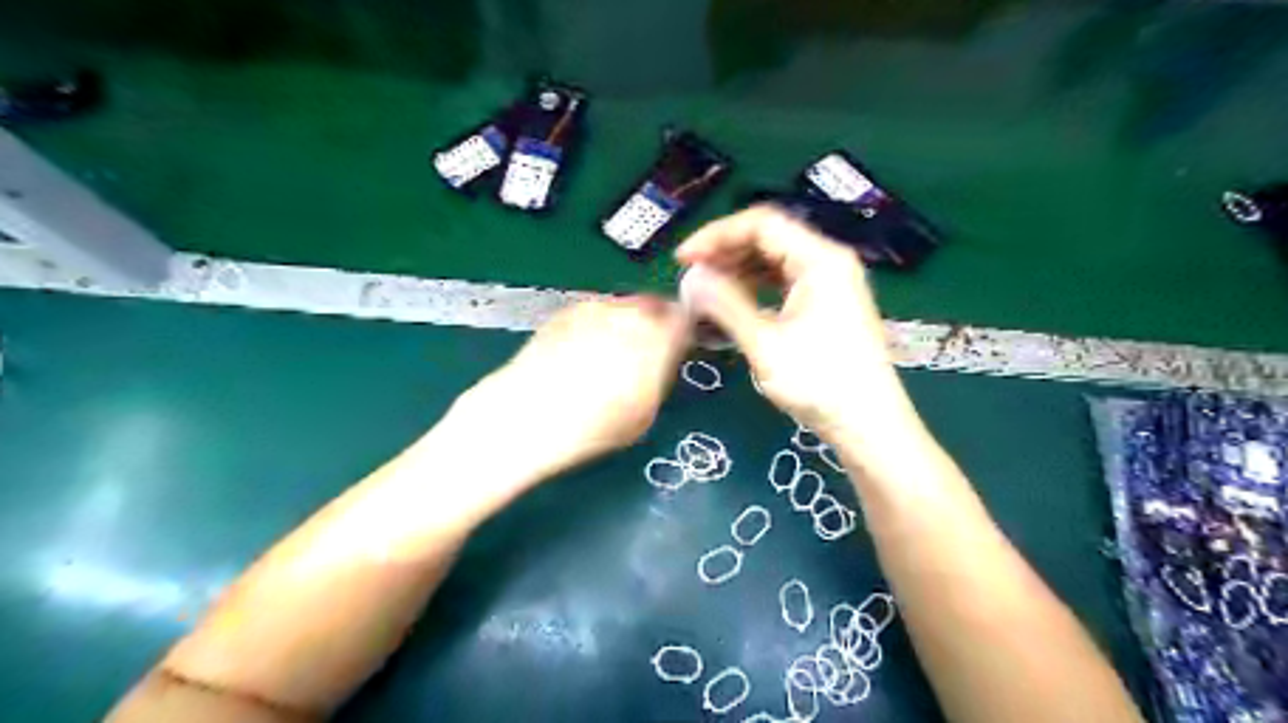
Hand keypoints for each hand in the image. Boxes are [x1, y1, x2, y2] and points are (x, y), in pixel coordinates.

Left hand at [458, 293, 688, 486]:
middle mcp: (630, 313)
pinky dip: (597, 326)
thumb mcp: (646, 412)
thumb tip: (664, 359)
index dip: (684, 332)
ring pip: (624, 308)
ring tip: (609, 356)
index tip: (678, 349)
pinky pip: (595, 312)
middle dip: (656, 324)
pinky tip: (581, 353)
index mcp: (657, 337)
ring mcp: (595, 307)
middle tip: (646, 354)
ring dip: (626, 324)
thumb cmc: (594, 425)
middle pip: (656, 306)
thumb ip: (661, 375)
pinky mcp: (565, 311)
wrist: (527, 415)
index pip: (686, 319)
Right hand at [678, 204, 921, 450]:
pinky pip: (785, 282)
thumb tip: (690, 279)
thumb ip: (726, 305)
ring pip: (776, 260)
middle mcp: (829, 262)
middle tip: (690, 276)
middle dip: (725, 252)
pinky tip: (734, 304)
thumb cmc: (819, 383)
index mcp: (820, 260)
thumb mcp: (766, 344)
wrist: (869, 426)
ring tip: (706, 291)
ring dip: (738, 270)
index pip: (761, 224)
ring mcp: (831, 283)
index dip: (717, 235)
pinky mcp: (829, 305)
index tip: (683, 260)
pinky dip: (756, 288)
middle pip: (769, 238)